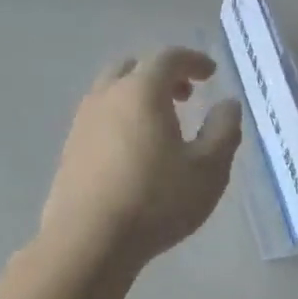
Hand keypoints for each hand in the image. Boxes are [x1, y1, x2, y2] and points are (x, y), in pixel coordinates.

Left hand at [40, 48, 242, 271]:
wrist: (89, 240)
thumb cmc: (156, 201)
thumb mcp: (208, 170)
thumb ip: (223, 130)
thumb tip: (228, 104)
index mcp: (142, 91)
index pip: (168, 58)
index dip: (193, 61)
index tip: (210, 74)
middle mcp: (106, 97)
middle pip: (133, 69)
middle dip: (162, 75)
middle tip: (185, 96)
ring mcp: (82, 124)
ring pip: (111, 93)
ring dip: (137, 98)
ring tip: (160, 127)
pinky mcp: (69, 151)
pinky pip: (98, 121)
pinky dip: (120, 121)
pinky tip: (133, 153)